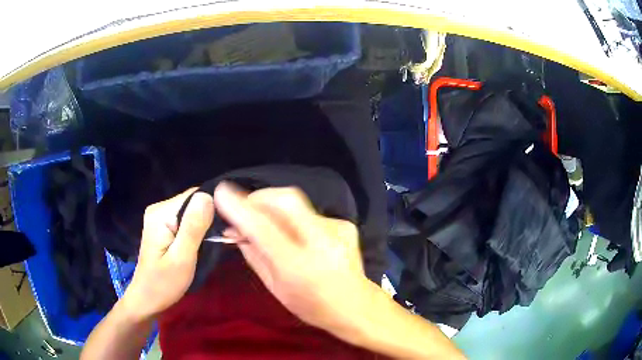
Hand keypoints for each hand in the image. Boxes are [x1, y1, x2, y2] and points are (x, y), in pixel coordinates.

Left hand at [122, 188, 213, 320]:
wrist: (147, 300)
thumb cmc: (164, 284)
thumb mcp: (182, 258)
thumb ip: (193, 228)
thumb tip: (207, 196)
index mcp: (161, 214)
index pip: (195, 197)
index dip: (212, 210)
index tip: (224, 231)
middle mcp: (159, 209)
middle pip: (193, 204)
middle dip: (208, 220)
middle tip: (218, 243)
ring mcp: (160, 218)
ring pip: (191, 213)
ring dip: (203, 228)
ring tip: (211, 246)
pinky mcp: (163, 227)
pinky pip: (186, 221)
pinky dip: (196, 232)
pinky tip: (200, 246)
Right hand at [213, 183, 370, 333]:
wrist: (356, 306)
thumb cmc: (311, 306)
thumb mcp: (275, 287)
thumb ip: (254, 255)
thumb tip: (236, 230)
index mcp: (299, 266)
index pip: (263, 228)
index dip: (239, 208)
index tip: (221, 192)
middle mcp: (321, 242)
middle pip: (285, 199)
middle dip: (259, 196)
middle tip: (245, 207)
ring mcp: (337, 230)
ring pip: (297, 203)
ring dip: (274, 206)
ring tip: (265, 221)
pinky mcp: (344, 224)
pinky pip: (309, 212)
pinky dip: (293, 217)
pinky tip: (294, 233)